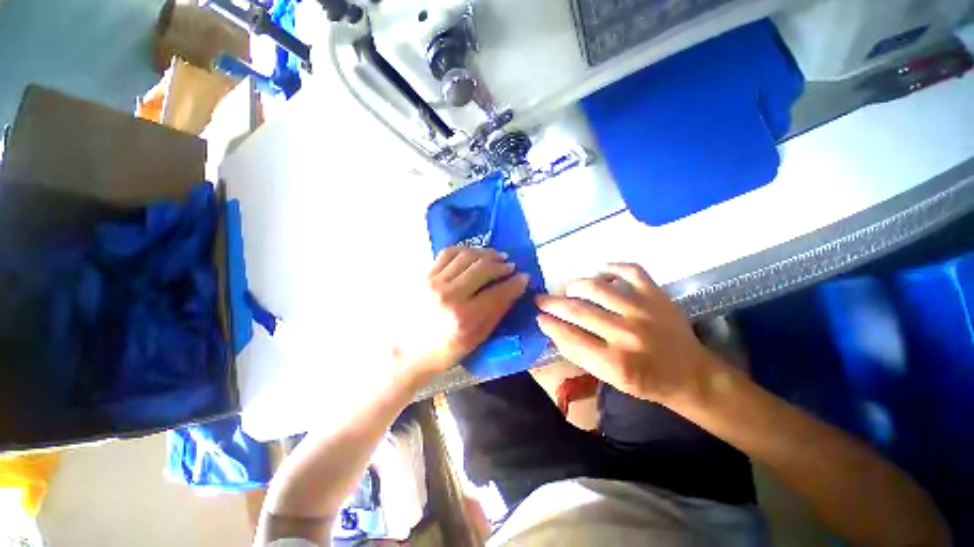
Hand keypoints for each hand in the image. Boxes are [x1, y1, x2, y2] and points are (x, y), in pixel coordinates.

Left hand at [394, 247, 528, 378]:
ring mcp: (434, 282)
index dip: (515, 283)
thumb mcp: (475, 340)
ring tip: (495, 256)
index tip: (523, 277)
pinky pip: (447, 253)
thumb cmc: (442, 352)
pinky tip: (473, 254)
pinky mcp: (423, 275)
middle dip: (502, 265)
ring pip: (467, 256)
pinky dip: (464, 250)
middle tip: (510, 265)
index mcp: (465, 318)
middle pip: (483, 268)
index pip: (498, 292)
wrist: (404, 352)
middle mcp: (450, 296)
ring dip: (486, 253)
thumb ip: (496, 313)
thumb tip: (514, 290)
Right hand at [536, 263, 719, 404]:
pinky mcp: (657, 296)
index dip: (550, 325)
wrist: (691, 375)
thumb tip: (552, 327)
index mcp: (615, 362)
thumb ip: (579, 353)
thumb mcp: (609, 378)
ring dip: (577, 285)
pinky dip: (613, 267)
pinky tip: (602, 271)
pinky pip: (631, 271)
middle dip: (553, 303)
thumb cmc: (645, 381)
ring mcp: (644, 310)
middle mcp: (627, 334)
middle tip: (540, 298)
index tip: (538, 316)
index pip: (570, 337)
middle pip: (579, 310)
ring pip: (598, 287)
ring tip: (569, 289)